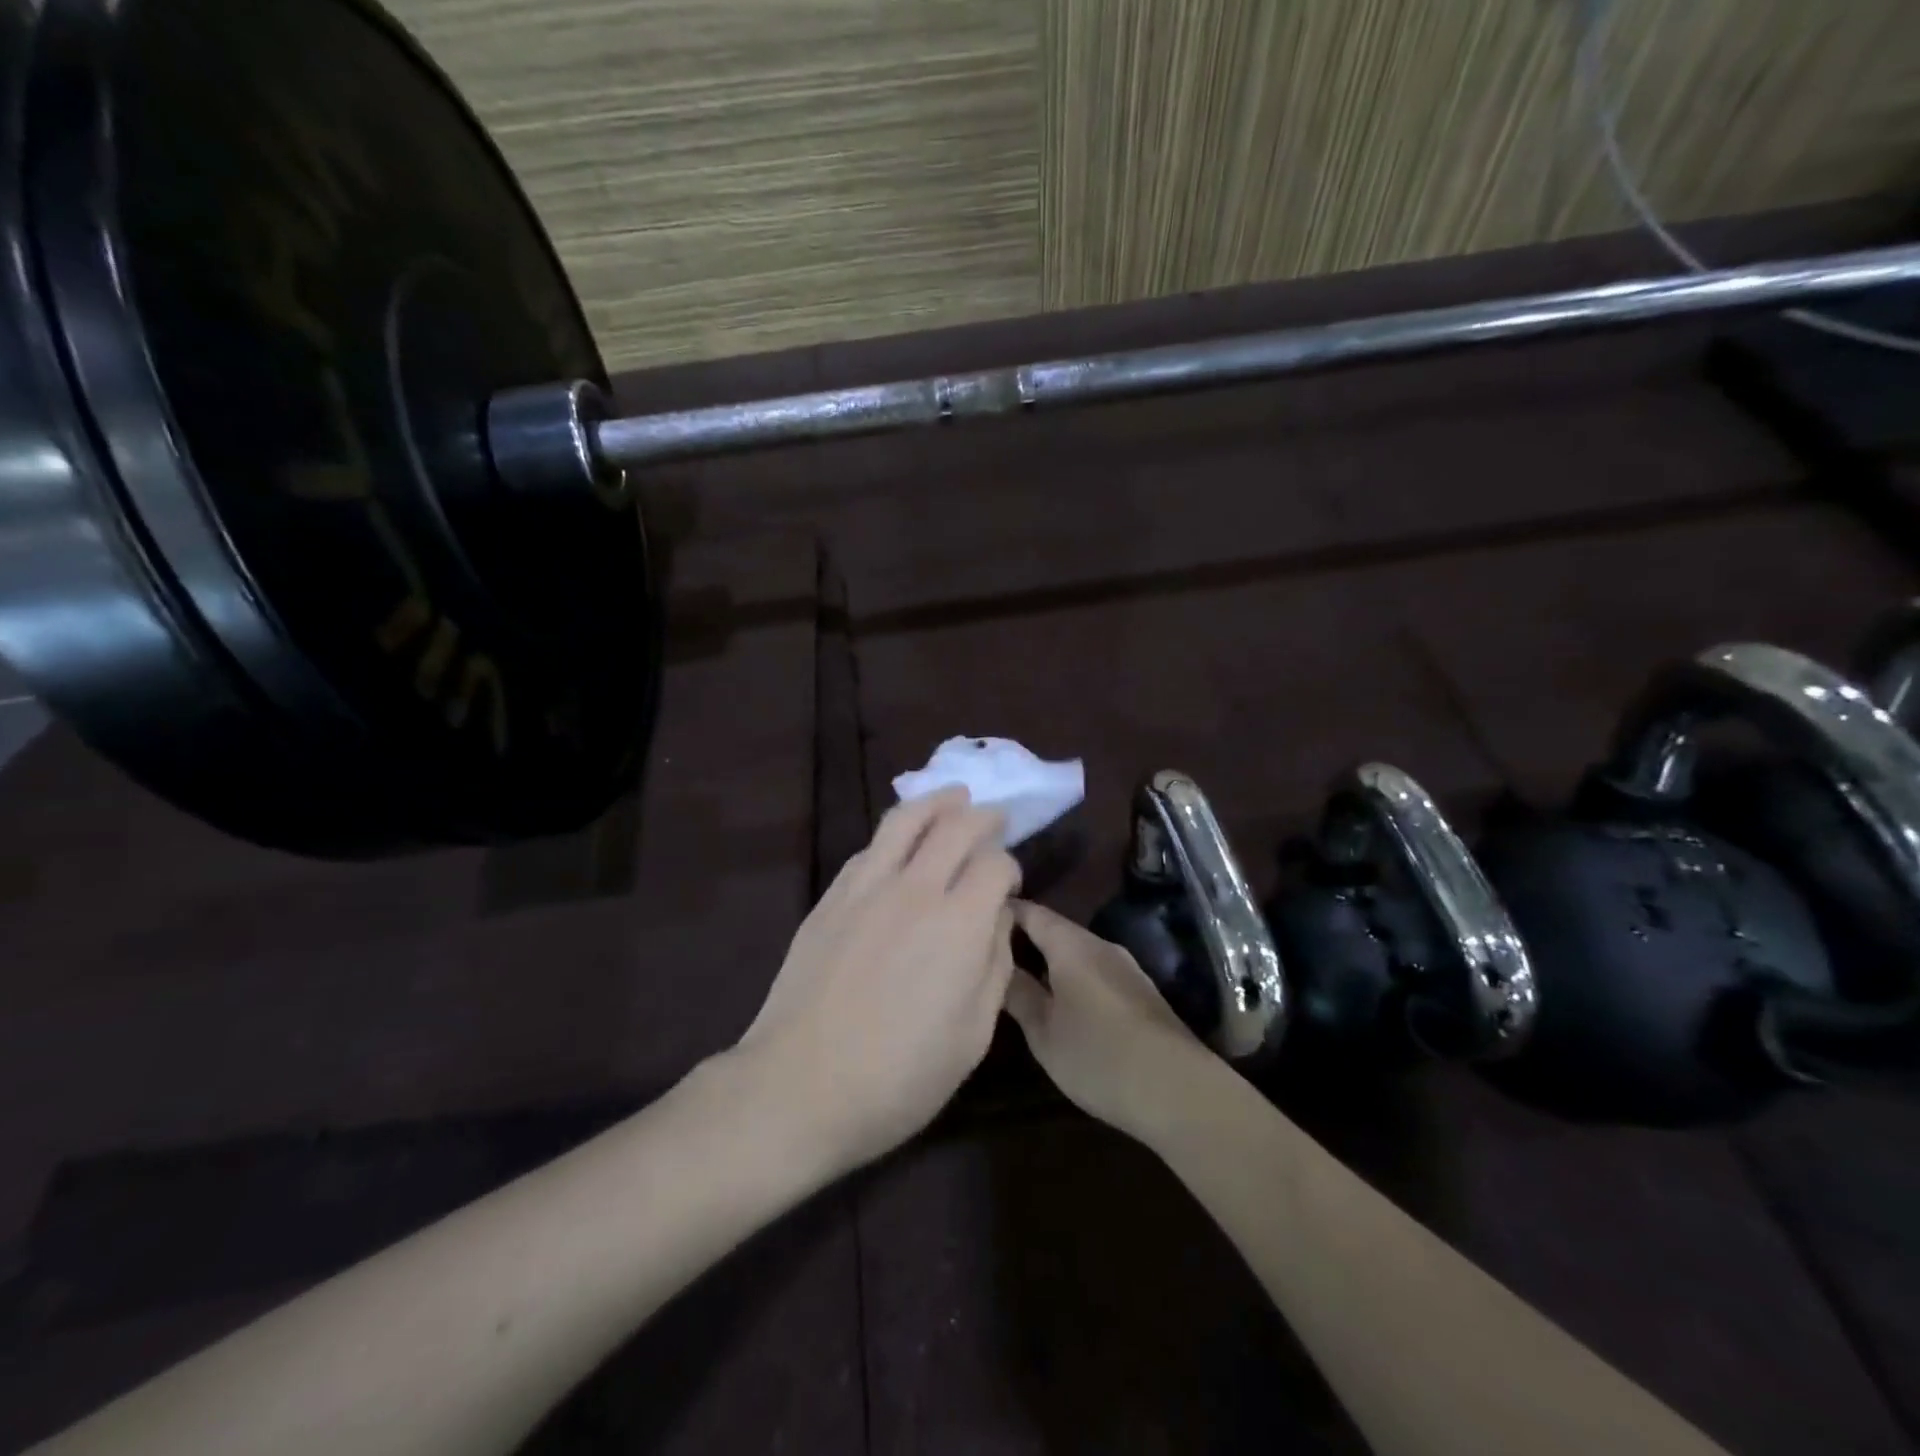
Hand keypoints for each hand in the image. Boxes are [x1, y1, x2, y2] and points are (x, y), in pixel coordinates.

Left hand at [732, 788, 1020, 1177]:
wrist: (799, 1086)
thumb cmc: (898, 1076)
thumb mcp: (972, 1036)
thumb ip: (994, 965)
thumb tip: (996, 917)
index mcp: (959, 923)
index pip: (994, 863)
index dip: (1009, 866)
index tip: (1008, 885)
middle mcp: (914, 889)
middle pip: (955, 826)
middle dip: (982, 816)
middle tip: (994, 817)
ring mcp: (866, 888)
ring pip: (905, 821)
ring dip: (936, 802)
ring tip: (953, 797)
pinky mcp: (830, 898)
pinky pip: (869, 849)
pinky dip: (895, 834)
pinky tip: (900, 842)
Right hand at [1003, 900, 1216, 1142]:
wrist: (1179, 1090)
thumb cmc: (1099, 1056)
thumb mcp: (1044, 1032)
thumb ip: (1018, 994)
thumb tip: (996, 966)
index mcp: (1072, 945)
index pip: (1031, 912)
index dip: (1004, 910)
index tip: (975, 916)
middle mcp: (1100, 946)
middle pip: (1055, 930)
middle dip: (1024, 937)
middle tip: (989, 952)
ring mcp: (1125, 968)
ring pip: (1076, 952)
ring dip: (1049, 959)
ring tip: (1019, 976)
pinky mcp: (1139, 992)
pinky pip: (1094, 971)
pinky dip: (1071, 976)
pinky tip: (1060, 998)